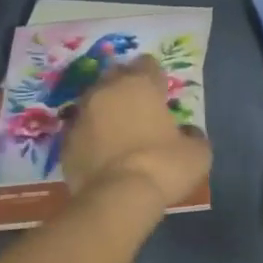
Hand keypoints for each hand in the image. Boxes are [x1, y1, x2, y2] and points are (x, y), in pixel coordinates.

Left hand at [61, 57, 211, 212]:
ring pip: (94, 103)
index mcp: (139, 84)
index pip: (147, 64)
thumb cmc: (163, 166)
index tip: (162, 92)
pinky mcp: (65, 143)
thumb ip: (193, 135)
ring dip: (106, 112)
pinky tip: (104, 154)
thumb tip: (188, 133)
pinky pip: (82, 132)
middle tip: (140, 108)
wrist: (117, 199)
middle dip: (127, 88)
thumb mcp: (197, 152)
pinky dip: (92, 137)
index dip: (156, 77)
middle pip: (116, 77)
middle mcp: (106, 91)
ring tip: (120, 132)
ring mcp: (81, 116)